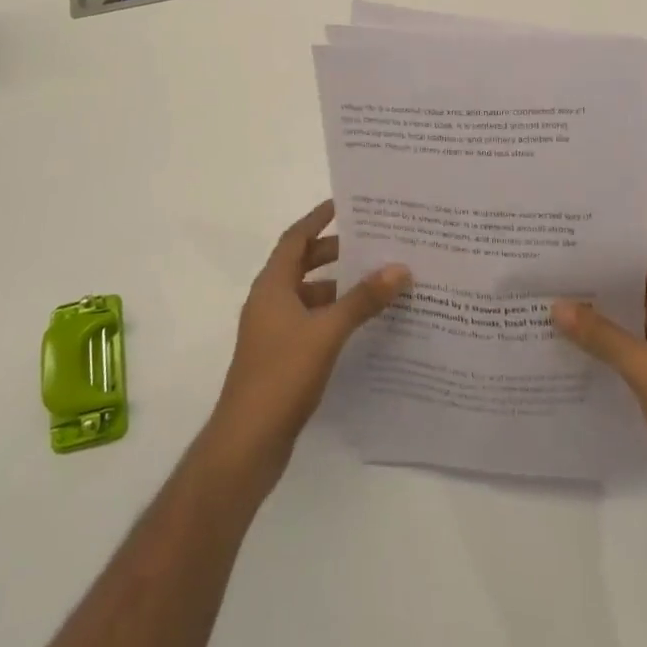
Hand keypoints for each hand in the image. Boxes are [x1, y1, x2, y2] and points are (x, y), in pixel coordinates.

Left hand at [205, 200, 409, 486]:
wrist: (247, 442)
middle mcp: (269, 301)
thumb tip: (399, 268)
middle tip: (372, 246)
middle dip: (335, 253)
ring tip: (376, 284)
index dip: (318, 218)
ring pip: (308, 295)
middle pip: (302, 264)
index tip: (345, 205)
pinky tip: (361, 327)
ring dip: (337, 288)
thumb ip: (362, 300)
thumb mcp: (327, 332)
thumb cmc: (282, 374)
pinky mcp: (280, 358)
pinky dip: (333, 317)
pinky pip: (310, 322)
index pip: (296, 238)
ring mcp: (272, 331)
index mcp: (272, 285)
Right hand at [553, 247, 646, 541]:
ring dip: (599, 312)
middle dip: (592, 280)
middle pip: (633, 280)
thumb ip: (599, 334)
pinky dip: (611, 339)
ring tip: (548, 302)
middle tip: (543, 272)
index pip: (638, 253)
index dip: (599, 247)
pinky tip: (575, 342)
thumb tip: (555, 305)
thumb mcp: (644, 368)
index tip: (557, 244)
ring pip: (633, 311)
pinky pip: (637, 339)